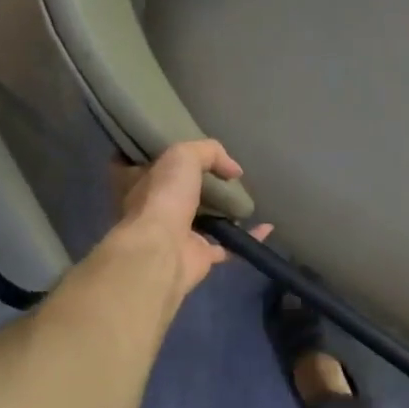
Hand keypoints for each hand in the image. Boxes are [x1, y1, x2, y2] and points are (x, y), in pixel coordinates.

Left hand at [108, 141, 271, 299]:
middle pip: (181, 193)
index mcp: (141, 183)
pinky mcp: (199, 257)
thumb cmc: (164, 197)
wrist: (162, 251)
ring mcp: (178, 235)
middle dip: (201, 185)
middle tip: (226, 175)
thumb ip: (209, 152)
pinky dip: (248, 236)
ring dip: (224, 212)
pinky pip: (228, 244)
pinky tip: (267, 227)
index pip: (152, 165)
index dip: (170, 157)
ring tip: (246, 198)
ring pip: (204, 220)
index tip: (192, 150)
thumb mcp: (183, 156)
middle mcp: (156, 209)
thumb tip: (234, 170)